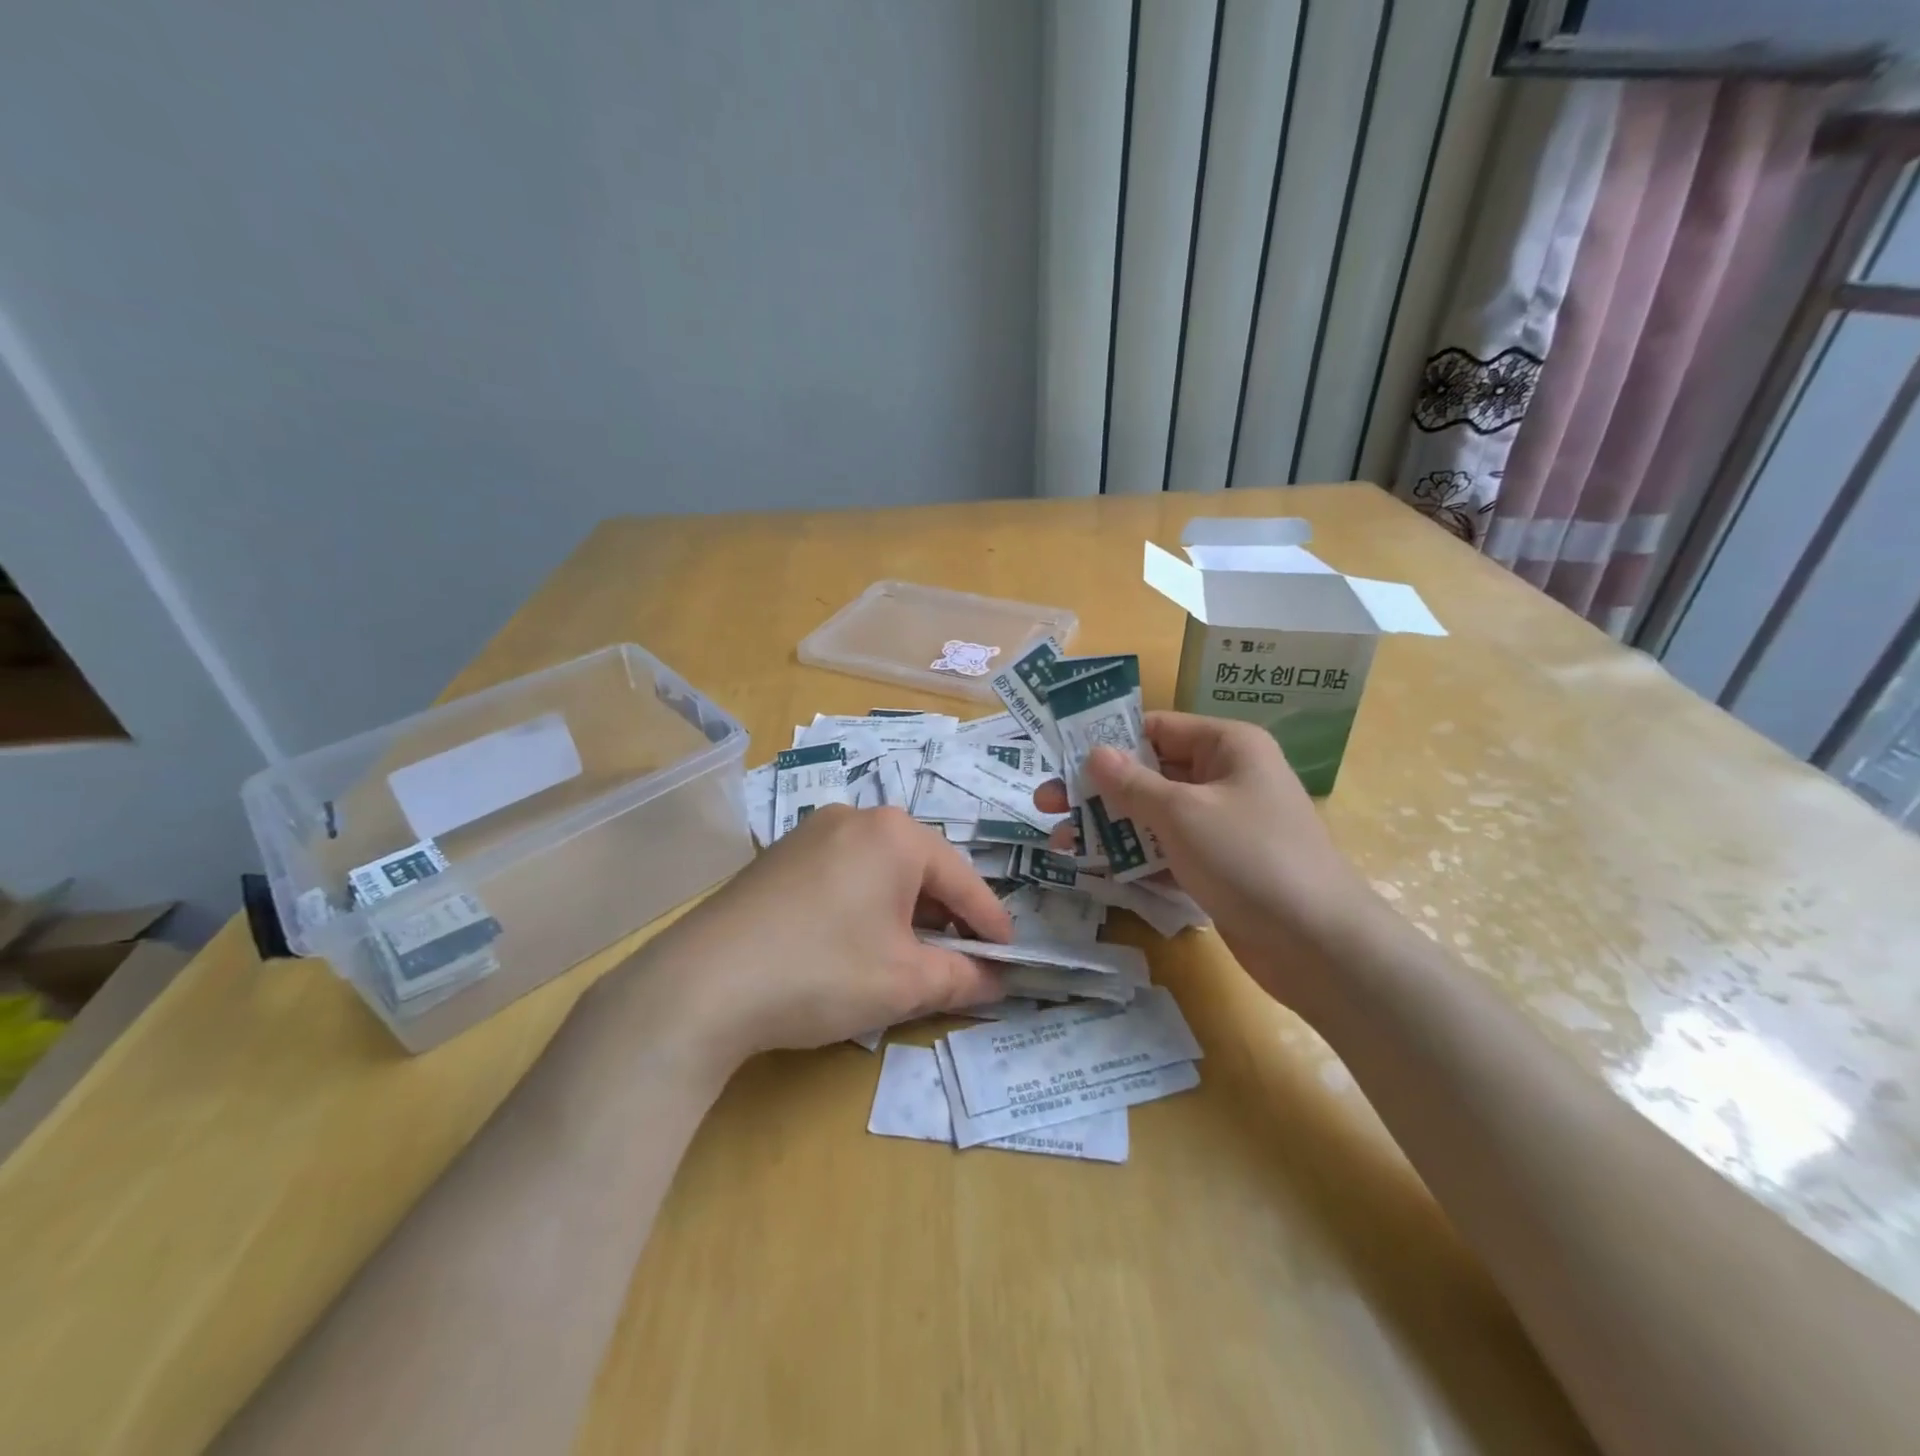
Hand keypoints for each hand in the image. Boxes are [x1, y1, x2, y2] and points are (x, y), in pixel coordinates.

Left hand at [608, 806, 1012, 1069]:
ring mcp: (811, 832)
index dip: (990, 922)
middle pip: (920, 869)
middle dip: (945, 916)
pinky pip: (843, 874)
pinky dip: (864, 906)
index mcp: (895, 834)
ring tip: (908, 956)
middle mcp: (855, 817)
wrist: (702, 984)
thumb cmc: (821, 972)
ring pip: (880, 870)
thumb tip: (996, 980)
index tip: (1010, 955)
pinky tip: (854, 944)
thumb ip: (962, 978)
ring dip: (903, 912)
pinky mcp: (779, 856)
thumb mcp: (904, 983)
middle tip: (959, 960)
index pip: (962, 879)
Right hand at [1038, 712, 1372, 1002]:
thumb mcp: (1183, 813)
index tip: (1059, 757)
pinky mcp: (1217, 867)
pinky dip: (1133, 857)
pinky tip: (1092, 868)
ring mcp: (1221, 826)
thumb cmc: (1250, 858)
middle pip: (1149, 774)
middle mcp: (1225, 778)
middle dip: (1098, 790)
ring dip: (1109, 827)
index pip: (1156, 728)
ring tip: (1060, 841)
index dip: (1107, 740)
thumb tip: (1095, 753)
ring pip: (1153, 816)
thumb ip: (1132, 783)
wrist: (1318, 945)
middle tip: (1045, 803)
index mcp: (1227, 746)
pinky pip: (1166, 851)